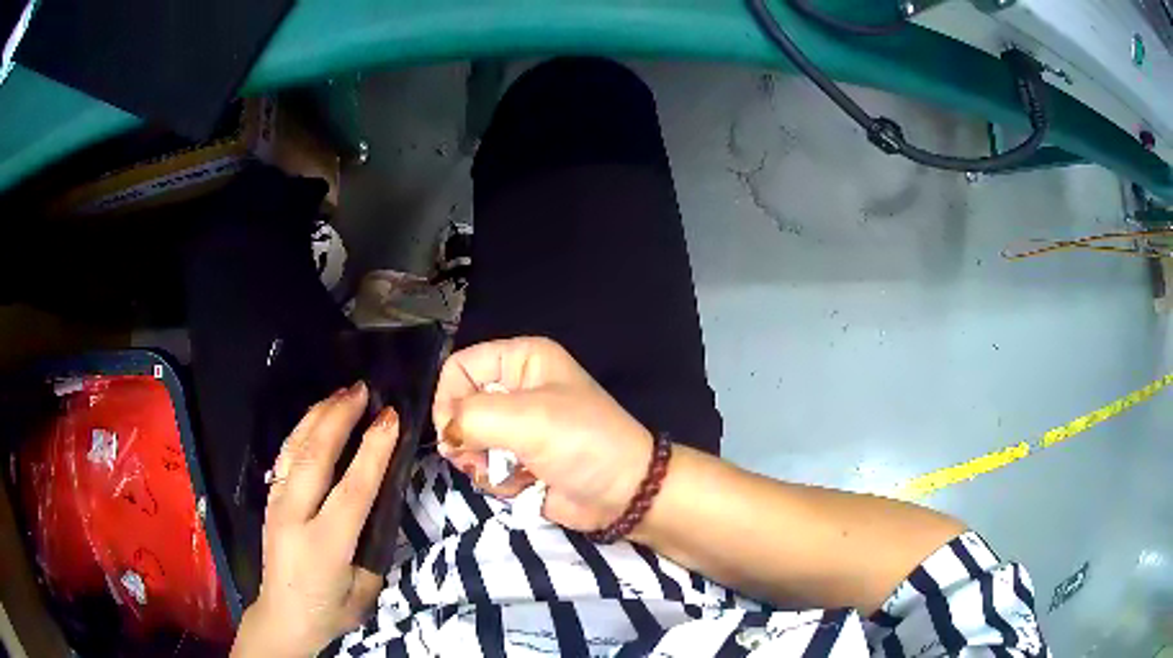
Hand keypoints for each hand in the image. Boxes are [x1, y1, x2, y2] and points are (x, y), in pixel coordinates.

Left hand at [231, 383, 398, 657]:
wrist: (283, 616)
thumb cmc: (330, 610)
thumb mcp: (366, 589)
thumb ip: (373, 545)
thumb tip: (380, 501)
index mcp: (325, 545)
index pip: (353, 489)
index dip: (374, 450)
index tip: (391, 418)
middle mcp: (295, 516)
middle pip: (316, 455)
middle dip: (340, 417)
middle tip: (363, 389)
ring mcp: (277, 503)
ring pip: (295, 448)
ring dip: (319, 415)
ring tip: (340, 393)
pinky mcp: (270, 499)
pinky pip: (286, 455)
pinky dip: (302, 430)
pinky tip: (315, 418)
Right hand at [432, 337, 652, 532]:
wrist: (624, 494)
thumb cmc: (581, 443)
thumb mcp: (527, 418)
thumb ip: (473, 417)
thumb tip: (448, 433)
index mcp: (522, 360)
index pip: (460, 366)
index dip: (449, 397)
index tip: (453, 431)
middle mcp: (516, 389)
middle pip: (459, 407)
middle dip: (466, 437)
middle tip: (480, 457)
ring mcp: (517, 428)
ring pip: (468, 441)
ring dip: (482, 463)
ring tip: (509, 473)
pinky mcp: (519, 461)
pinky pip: (485, 467)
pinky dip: (497, 480)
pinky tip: (523, 485)